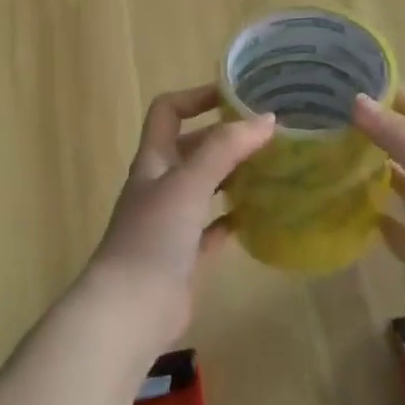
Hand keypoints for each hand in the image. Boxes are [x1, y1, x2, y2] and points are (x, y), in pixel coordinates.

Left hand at [78, 85, 275, 359]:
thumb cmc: (154, 236)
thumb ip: (225, 148)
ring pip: (206, 186)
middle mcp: (161, 185)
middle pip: (192, 148)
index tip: (237, 95)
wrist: (132, 309)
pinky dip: (234, 217)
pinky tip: (261, 214)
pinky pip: (214, 228)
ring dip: (233, 174)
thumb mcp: (189, 182)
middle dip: (225, 137)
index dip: (197, 97)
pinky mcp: (186, 255)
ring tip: (272, 167)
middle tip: (268, 134)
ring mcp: (172, 221)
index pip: (168, 112)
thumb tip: (266, 119)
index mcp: (154, 161)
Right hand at [353, 87, 404, 358]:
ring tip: (326, 158)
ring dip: (368, 172)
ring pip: (395, 184)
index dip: (387, 92)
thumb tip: (356, 100)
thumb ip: (397, 135)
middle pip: (402, 145)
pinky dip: (372, 217)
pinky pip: (391, 228)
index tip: (344, 81)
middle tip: (323, 119)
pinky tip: (344, 210)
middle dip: (370, 130)